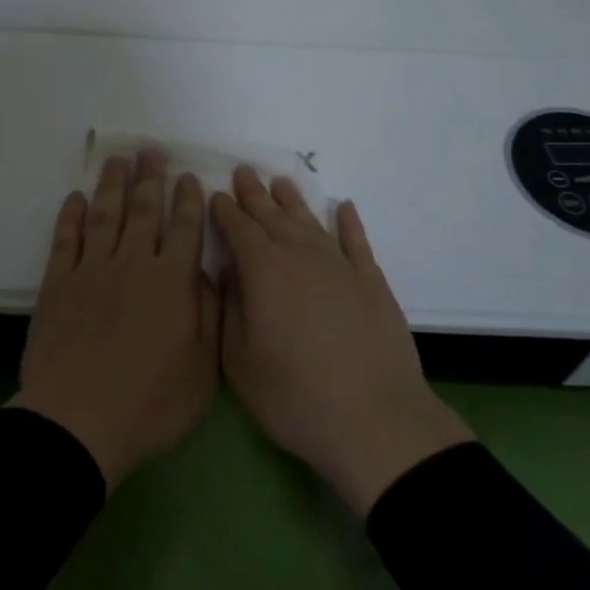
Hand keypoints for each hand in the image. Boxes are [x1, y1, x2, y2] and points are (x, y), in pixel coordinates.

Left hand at [10, 151, 219, 489]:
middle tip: (150, 151)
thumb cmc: (150, 402)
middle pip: (143, 211)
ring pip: (105, 215)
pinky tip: (75, 198)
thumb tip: (208, 273)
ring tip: (117, 161)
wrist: (78, 422)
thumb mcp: (202, 368)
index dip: (187, 200)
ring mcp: (92, 270)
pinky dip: (71, 216)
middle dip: (149, 179)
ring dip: (112, 185)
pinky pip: (66, 239)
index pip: (183, 229)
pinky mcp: (58, 284)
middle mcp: (133, 264)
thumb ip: (209, 314)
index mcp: (171, 282)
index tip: (188, 176)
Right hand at [212, 168, 473, 517]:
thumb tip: (229, 271)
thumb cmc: (294, 396)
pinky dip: (349, 222)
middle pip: (273, 217)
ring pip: (311, 222)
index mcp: (264, 271)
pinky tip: (344, 207)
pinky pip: (356, 242)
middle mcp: (301, 256)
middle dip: (255, 194)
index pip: (239, 229)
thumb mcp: (240, 362)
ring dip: (294, 201)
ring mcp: (340, 266)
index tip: (216, 194)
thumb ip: (229, 309)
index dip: (225, 211)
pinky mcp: (372, 282)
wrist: (373, 419)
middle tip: (244, 171)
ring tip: (281, 182)